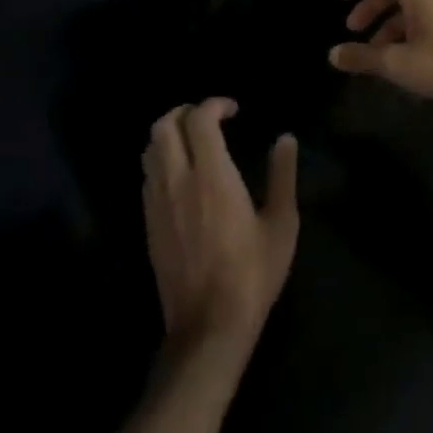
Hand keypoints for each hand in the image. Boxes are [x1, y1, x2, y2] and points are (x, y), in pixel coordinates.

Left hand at [142, 99, 298, 356]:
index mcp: (211, 176)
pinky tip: (183, 175)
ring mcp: (158, 204)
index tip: (234, 110)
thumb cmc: (252, 273)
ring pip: (150, 150)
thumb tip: (285, 139)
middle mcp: (178, 182)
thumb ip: (282, 175)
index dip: (214, 104)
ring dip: (169, 134)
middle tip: (210, 119)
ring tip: (195, 142)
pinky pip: (147, 176)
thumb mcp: (281, 223)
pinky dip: (162, 161)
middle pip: (163, 126)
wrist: (209, 328)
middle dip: (184, 111)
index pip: (198, 119)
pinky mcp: (149, 225)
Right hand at [328, 0, 432, 102]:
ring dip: (388, 21)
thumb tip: (332, 55)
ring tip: (375, 50)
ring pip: (411, 3)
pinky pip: (426, 13)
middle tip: (353, 29)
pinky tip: (402, 53)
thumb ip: (363, 57)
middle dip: (371, 6)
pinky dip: (407, 26)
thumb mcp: (398, 64)